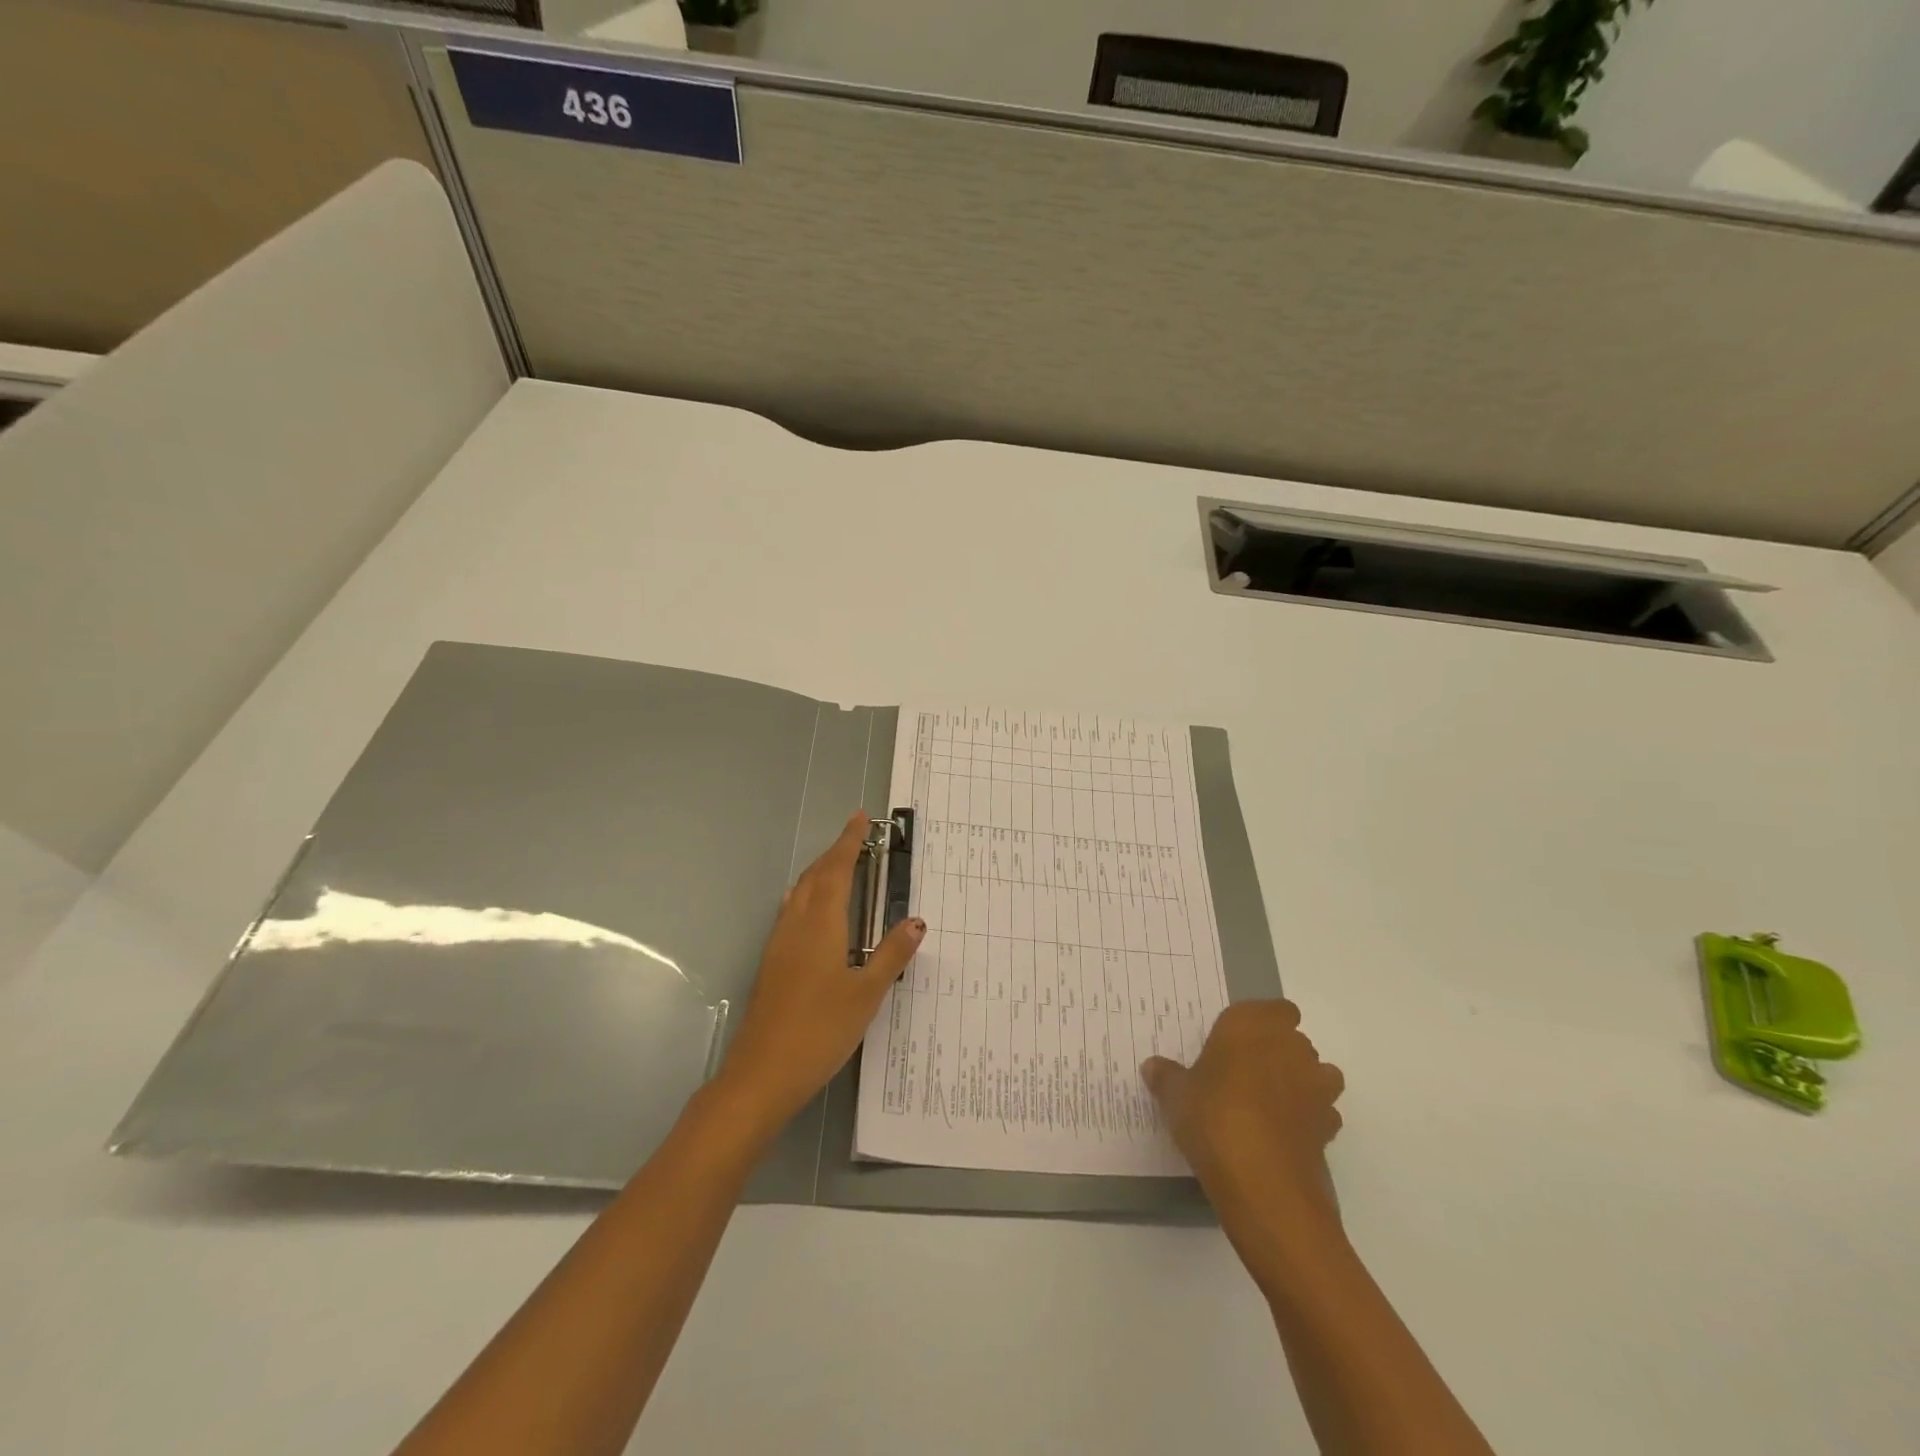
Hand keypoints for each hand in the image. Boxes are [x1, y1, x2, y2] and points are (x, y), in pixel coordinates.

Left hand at [716, 811, 924, 1130]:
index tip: (860, 818)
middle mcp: (796, 925)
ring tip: (838, 866)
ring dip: (818, 872)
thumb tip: (916, 921)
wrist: (761, 1074)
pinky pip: (790, 912)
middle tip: (855, 837)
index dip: (848, 842)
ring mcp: (778, 944)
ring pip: (799, 893)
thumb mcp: (867, 994)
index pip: (836, 870)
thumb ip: (892, 954)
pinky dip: (806, 895)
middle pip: (814, 876)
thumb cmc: (820, 1030)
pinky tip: (812, 912)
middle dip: (834, 853)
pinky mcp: (771, 964)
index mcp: (821, 925)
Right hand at [1143, 1000, 1343, 1231]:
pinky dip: (1308, 1119)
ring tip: (1268, 1103)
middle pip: (1293, 1039)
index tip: (1237, 1040)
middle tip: (1243, 1073)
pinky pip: (1322, 1113)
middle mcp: (1290, 1047)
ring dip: (1300, 1082)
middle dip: (1276, 1052)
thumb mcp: (1176, 1095)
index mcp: (1252, 1025)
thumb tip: (1153, 1066)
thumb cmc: (1213, 1116)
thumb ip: (1168, 1077)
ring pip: (1318, 1073)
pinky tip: (1283, 1134)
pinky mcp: (1329, 1127)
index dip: (1261, 1022)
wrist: (1263, 1182)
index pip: (1274, 1008)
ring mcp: (1316, 1087)